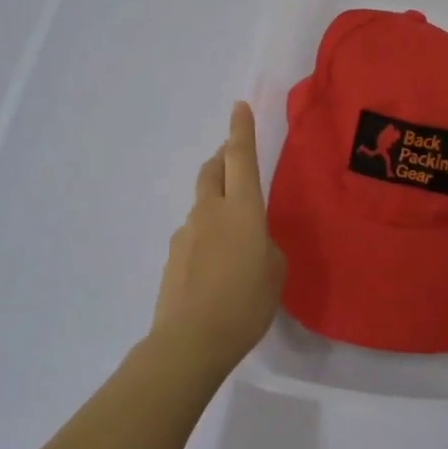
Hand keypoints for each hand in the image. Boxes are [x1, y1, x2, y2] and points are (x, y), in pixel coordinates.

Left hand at [146, 102, 286, 382]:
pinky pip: (194, 235)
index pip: (241, 157)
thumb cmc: (246, 303)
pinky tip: (215, 267)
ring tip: (233, 236)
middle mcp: (210, 211)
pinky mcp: (172, 257)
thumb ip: (265, 246)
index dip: (241, 130)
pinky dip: (206, 237)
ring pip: (202, 204)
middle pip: (213, 171)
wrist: (190, 341)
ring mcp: (186, 233)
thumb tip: (251, 241)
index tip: (239, 107)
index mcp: (242, 209)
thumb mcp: (275, 271)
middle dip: (223, 158)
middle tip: (233, 158)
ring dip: (216, 203)